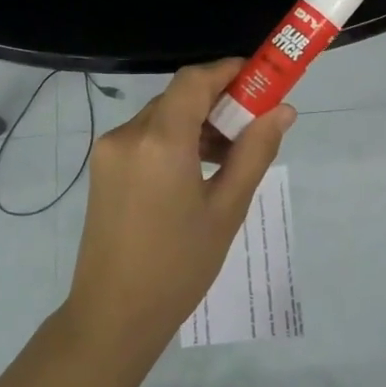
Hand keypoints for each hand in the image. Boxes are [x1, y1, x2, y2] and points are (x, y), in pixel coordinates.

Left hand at [61, 60, 294, 352]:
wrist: (114, 314)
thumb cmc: (179, 266)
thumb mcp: (226, 209)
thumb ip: (254, 152)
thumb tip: (282, 111)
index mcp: (160, 141)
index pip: (195, 80)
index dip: (229, 72)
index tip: (261, 81)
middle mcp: (128, 134)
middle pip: (178, 97)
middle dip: (218, 102)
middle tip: (254, 126)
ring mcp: (109, 151)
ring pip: (161, 117)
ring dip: (197, 124)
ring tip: (231, 156)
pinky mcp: (103, 169)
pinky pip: (145, 138)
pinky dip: (175, 141)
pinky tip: (198, 170)